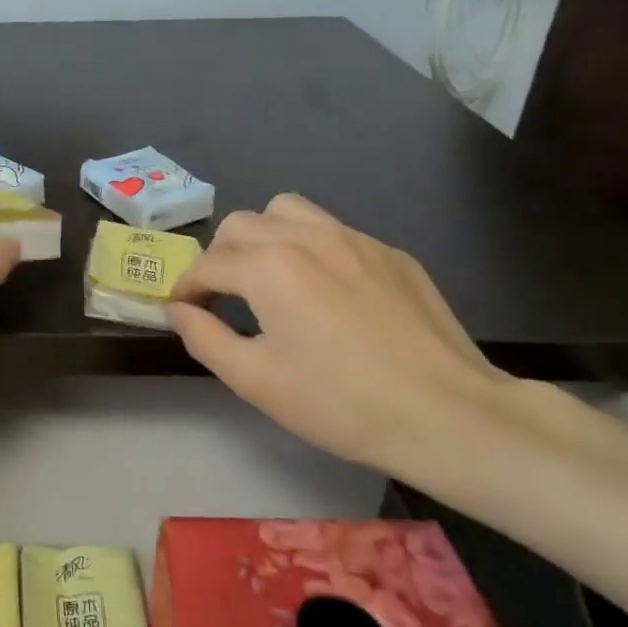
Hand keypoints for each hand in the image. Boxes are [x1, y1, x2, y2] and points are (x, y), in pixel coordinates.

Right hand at [167, 195, 514, 473]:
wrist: (450, 415)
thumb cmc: (340, 402)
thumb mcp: (254, 380)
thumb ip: (203, 338)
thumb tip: (178, 310)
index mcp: (268, 266)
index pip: (207, 265)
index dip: (187, 289)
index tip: (184, 313)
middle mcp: (306, 237)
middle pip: (240, 225)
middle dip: (219, 257)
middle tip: (223, 297)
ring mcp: (355, 239)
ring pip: (287, 211)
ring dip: (263, 236)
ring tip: (268, 277)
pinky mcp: (391, 253)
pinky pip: (333, 231)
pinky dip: (310, 248)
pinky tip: (327, 293)